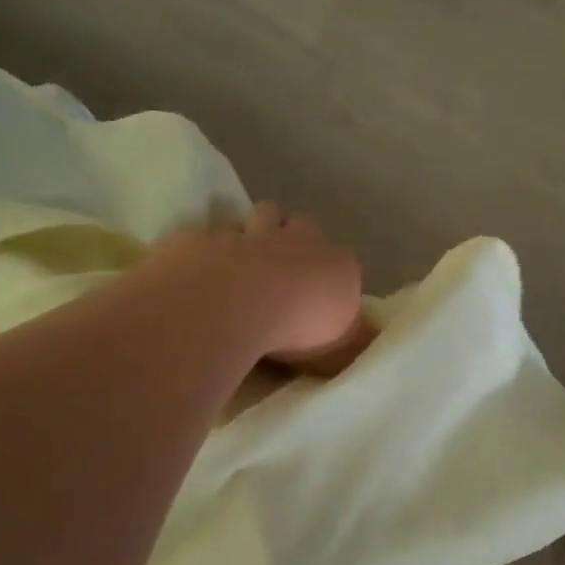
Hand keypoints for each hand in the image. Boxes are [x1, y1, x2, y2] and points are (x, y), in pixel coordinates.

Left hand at [144, 202, 367, 370]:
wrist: (237, 304)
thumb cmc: (299, 329)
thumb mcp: (341, 350)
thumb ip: (351, 340)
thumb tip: (363, 338)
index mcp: (337, 264)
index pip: (343, 260)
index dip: (331, 273)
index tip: (320, 295)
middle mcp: (299, 241)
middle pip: (301, 223)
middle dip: (294, 236)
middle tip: (283, 267)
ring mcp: (251, 234)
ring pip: (260, 215)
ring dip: (256, 231)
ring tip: (247, 260)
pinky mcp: (206, 239)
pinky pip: (209, 236)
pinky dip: (209, 249)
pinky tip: (201, 271)